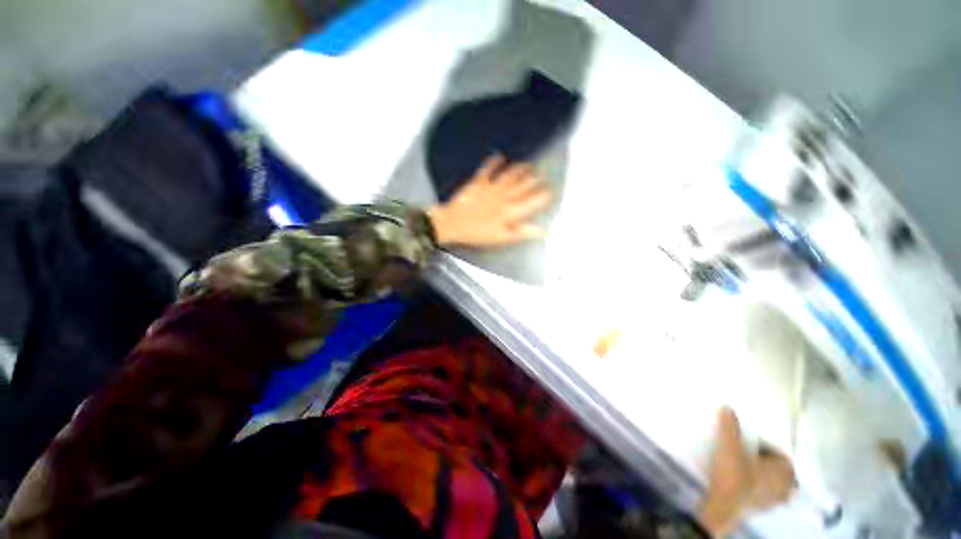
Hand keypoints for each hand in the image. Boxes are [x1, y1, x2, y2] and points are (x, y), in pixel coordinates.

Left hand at [427, 154, 551, 247]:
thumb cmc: (478, 234)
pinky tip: (500, 156)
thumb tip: (542, 231)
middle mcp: (504, 196)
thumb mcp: (502, 238)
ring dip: (520, 169)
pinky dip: (494, 161)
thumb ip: (522, 232)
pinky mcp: (478, 182)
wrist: (453, 224)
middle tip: (543, 175)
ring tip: (529, 164)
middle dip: (535, 180)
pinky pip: (487, 169)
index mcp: (510, 211)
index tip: (551, 192)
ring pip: (510, 175)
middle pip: (523, 185)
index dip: (544, 196)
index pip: (532, 202)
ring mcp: (491, 188)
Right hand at [696, 408, 795, 536]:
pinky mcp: (761, 510)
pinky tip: (740, 481)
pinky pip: (763, 494)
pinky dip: (755, 487)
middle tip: (747, 454)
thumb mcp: (729, 443)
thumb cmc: (734, 472)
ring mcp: (775, 502)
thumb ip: (729, 425)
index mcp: (786, 471)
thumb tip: (728, 407)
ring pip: (772, 484)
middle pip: (778, 470)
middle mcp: (787, 487)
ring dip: (760, 476)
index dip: (765, 446)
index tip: (748, 443)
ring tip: (742, 467)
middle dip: (765, 462)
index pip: (781, 454)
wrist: (723, 504)